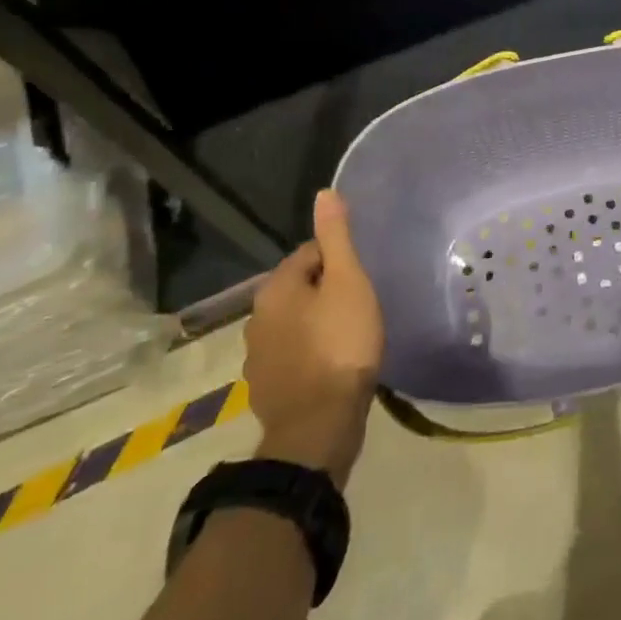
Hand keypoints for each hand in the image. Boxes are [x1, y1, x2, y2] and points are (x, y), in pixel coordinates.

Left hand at [243, 189, 384, 485]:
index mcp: (275, 288)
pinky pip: (295, 354)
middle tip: (363, 304)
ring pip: (297, 322)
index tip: (364, 278)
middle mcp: (257, 317)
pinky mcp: (269, 387)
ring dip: (319, 323)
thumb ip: (336, 238)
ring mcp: (259, 356)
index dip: (341, 261)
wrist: (318, 427)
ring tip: (353, 334)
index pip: (310, 253)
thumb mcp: (348, 283)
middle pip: (302, 288)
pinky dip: (313, 353)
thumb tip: (324, 192)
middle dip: (329, 291)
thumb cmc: (341, 345)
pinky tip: (336, 364)